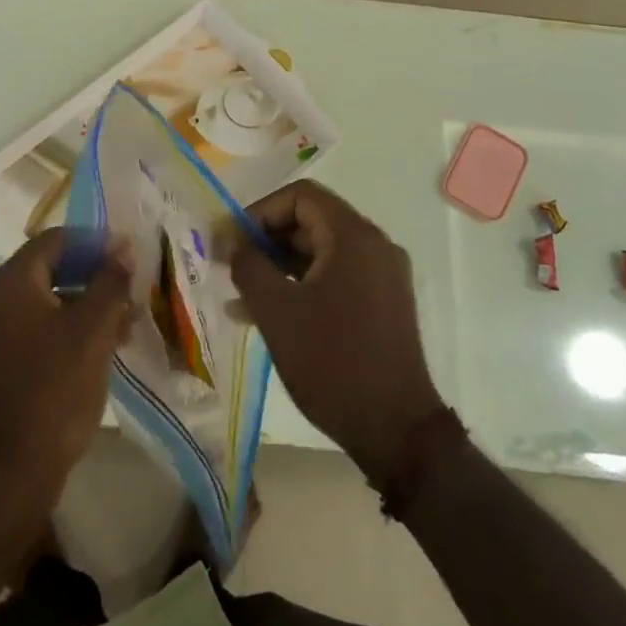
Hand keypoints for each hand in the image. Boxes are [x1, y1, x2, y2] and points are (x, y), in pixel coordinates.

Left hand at [0, 229, 133, 504]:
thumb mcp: (92, 330)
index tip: (129, 254)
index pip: (55, 240)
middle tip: (132, 287)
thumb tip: (123, 247)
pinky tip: (105, 346)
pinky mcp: (2, 362)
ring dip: (88, 304)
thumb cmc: (55, 388)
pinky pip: (40, 328)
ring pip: (49, 301)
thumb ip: (110, 282)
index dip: (95, 242)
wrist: (12, 469)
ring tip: (128, 322)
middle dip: (95, 275)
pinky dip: (71, 328)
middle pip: (52, 268)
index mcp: (11, 283)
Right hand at [231, 182, 445, 483]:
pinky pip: (334, 277)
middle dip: (266, 240)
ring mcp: (381, 276)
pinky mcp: (382, 304)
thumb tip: (231, 243)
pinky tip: (266, 313)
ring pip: (320, 252)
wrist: (396, 429)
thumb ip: (248, 266)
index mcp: (354, 236)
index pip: (300, 196)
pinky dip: (301, 286)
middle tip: (230, 265)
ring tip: (239, 294)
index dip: (259, 211)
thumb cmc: (332, 362)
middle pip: (311, 221)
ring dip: (279, 265)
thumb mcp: (277, 310)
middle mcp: (374, 246)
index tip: (231, 241)